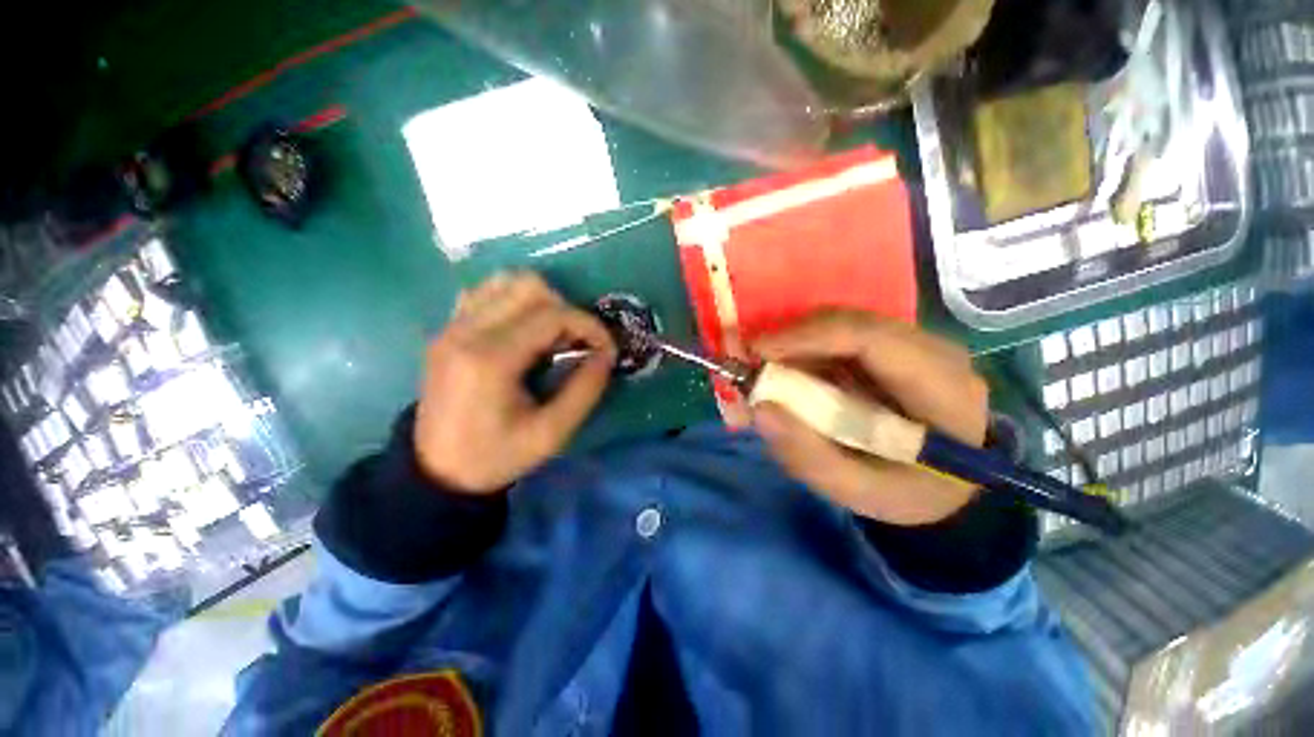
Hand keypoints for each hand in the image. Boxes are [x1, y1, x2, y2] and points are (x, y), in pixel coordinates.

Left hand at [414, 272, 616, 493]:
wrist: (436, 471)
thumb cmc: (496, 456)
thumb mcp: (551, 433)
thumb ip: (585, 390)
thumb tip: (607, 355)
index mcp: (491, 359)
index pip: (552, 315)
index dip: (589, 325)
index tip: (606, 348)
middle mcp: (467, 331)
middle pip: (529, 286)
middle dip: (566, 309)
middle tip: (576, 342)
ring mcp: (452, 326)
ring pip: (506, 281)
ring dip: (541, 301)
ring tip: (551, 335)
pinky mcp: (447, 329)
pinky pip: (485, 292)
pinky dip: (513, 301)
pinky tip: (524, 330)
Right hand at [751, 311, 988, 525]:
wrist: (949, 485)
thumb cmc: (909, 493)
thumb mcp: (859, 492)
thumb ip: (809, 457)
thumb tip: (760, 410)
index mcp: (941, 388)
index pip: (869, 337)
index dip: (806, 336)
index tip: (755, 352)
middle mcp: (932, 351)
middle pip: (849, 322)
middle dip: (790, 339)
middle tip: (750, 364)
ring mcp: (913, 343)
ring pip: (841, 324)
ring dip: (795, 344)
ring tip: (765, 372)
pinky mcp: (893, 346)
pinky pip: (840, 335)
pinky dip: (806, 350)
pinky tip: (789, 373)